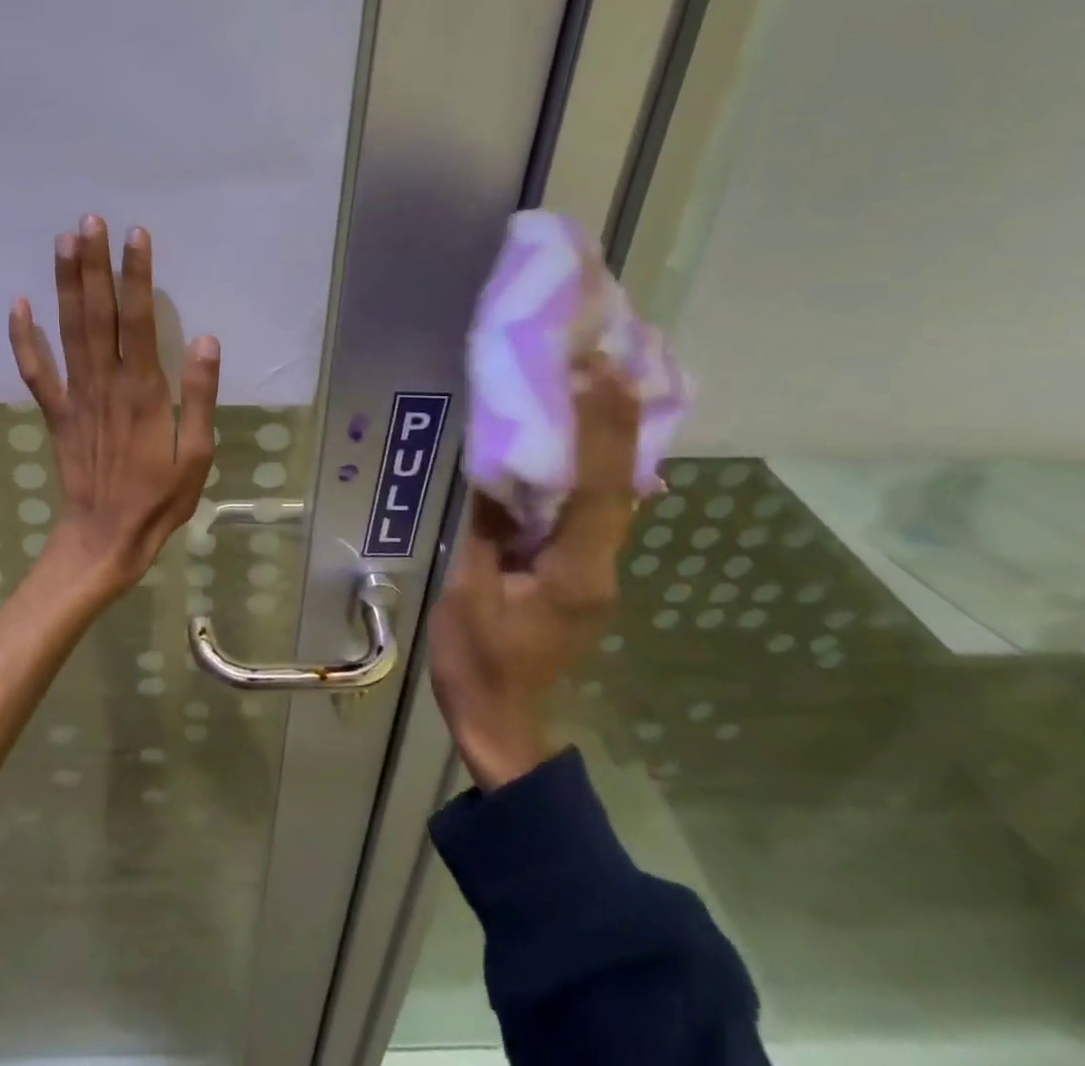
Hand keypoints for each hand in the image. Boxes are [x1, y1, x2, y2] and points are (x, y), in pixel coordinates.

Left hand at [8, 216, 219, 598]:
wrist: (104, 539)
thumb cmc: (159, 499)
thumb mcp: (197, 454)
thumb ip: (199, 395)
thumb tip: (206, 339)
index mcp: (143, 390)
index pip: (139, 319)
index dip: (136, 275)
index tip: (136, 235)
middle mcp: (104, 382)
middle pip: (97, 314)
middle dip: (95, 265)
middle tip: (90, 220)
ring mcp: (74, 396)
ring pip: (67, 331)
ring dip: (65, 285)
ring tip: (63, 242)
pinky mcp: (54, 412)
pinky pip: (35, 371)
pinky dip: (23, 338)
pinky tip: (18, 303)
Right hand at [429, 354, 639, 791]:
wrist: (502, 723)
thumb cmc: (478, 662)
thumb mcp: (467, 593)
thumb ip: (485, 528)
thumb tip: (492, 468)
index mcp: (573, 571)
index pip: (595, 489)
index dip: (599, 429)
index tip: (594, 374)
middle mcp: (599, 565)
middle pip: (617, 485)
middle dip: (615, 420)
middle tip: (605, 360)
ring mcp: (595, 571)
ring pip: (613, 496)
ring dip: (609, 440)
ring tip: (599, 383)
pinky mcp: (581, 573)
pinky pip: (592, 511)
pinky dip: (591, 469)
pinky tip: (579, 441)